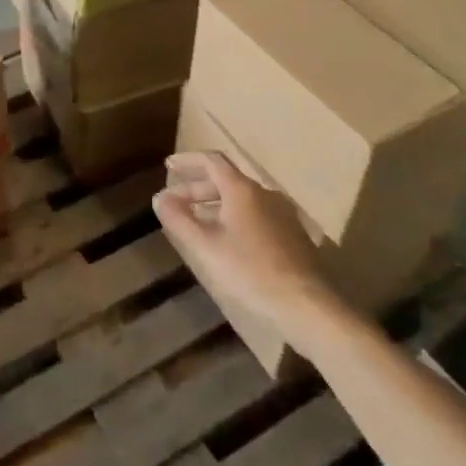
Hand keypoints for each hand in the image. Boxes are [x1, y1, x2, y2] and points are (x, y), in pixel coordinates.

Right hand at [154, 151, 342, 335]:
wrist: (306, 305)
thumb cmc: (249, 272)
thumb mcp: (205, 247)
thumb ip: (179, 219)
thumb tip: (160, 198)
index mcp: (243, 190)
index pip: (212, 161)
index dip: (188, 161)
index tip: (168, 166)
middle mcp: (265, 194)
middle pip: (226, 180)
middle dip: (196, 188)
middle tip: (174, 203)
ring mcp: (282, 214)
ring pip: (241, 199)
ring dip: (214, 204)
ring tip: (195, 222)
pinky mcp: (291, 235)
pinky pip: (255, 215)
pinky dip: (233, 217)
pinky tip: (225, 240)